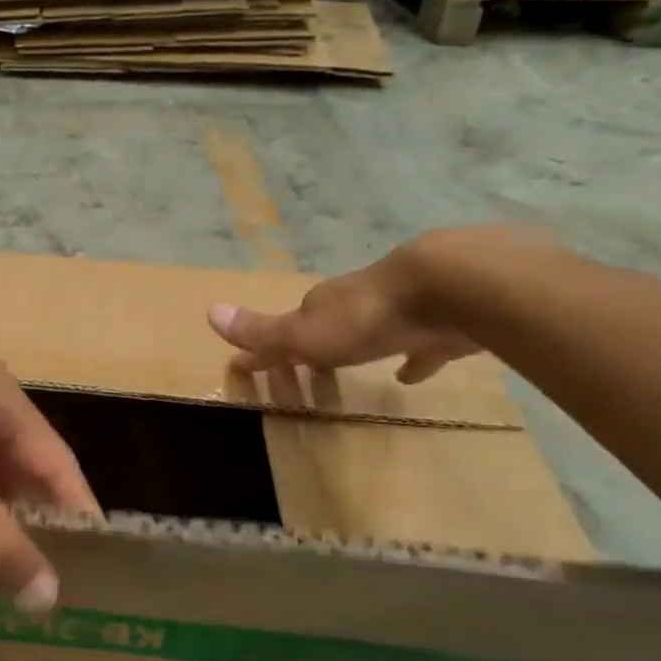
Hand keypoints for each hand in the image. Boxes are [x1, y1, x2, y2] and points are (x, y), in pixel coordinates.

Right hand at [208, 231, 494, 383]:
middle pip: (330, 324)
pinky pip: (422, 345)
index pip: (288, 325)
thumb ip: (263, 330)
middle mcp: (358, 301)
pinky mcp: (442, 322)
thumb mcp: (306, 332)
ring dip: (362, 346)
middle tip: (309, 369)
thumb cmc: (368, 316)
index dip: (269, 347)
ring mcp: (403, 308)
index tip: (253, 365)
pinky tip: (413, 374)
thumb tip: (210, 312)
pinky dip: (415, 359)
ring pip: (375, 330)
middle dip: (317, 344)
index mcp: (324, 305)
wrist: (450, 287)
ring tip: (354, 370)